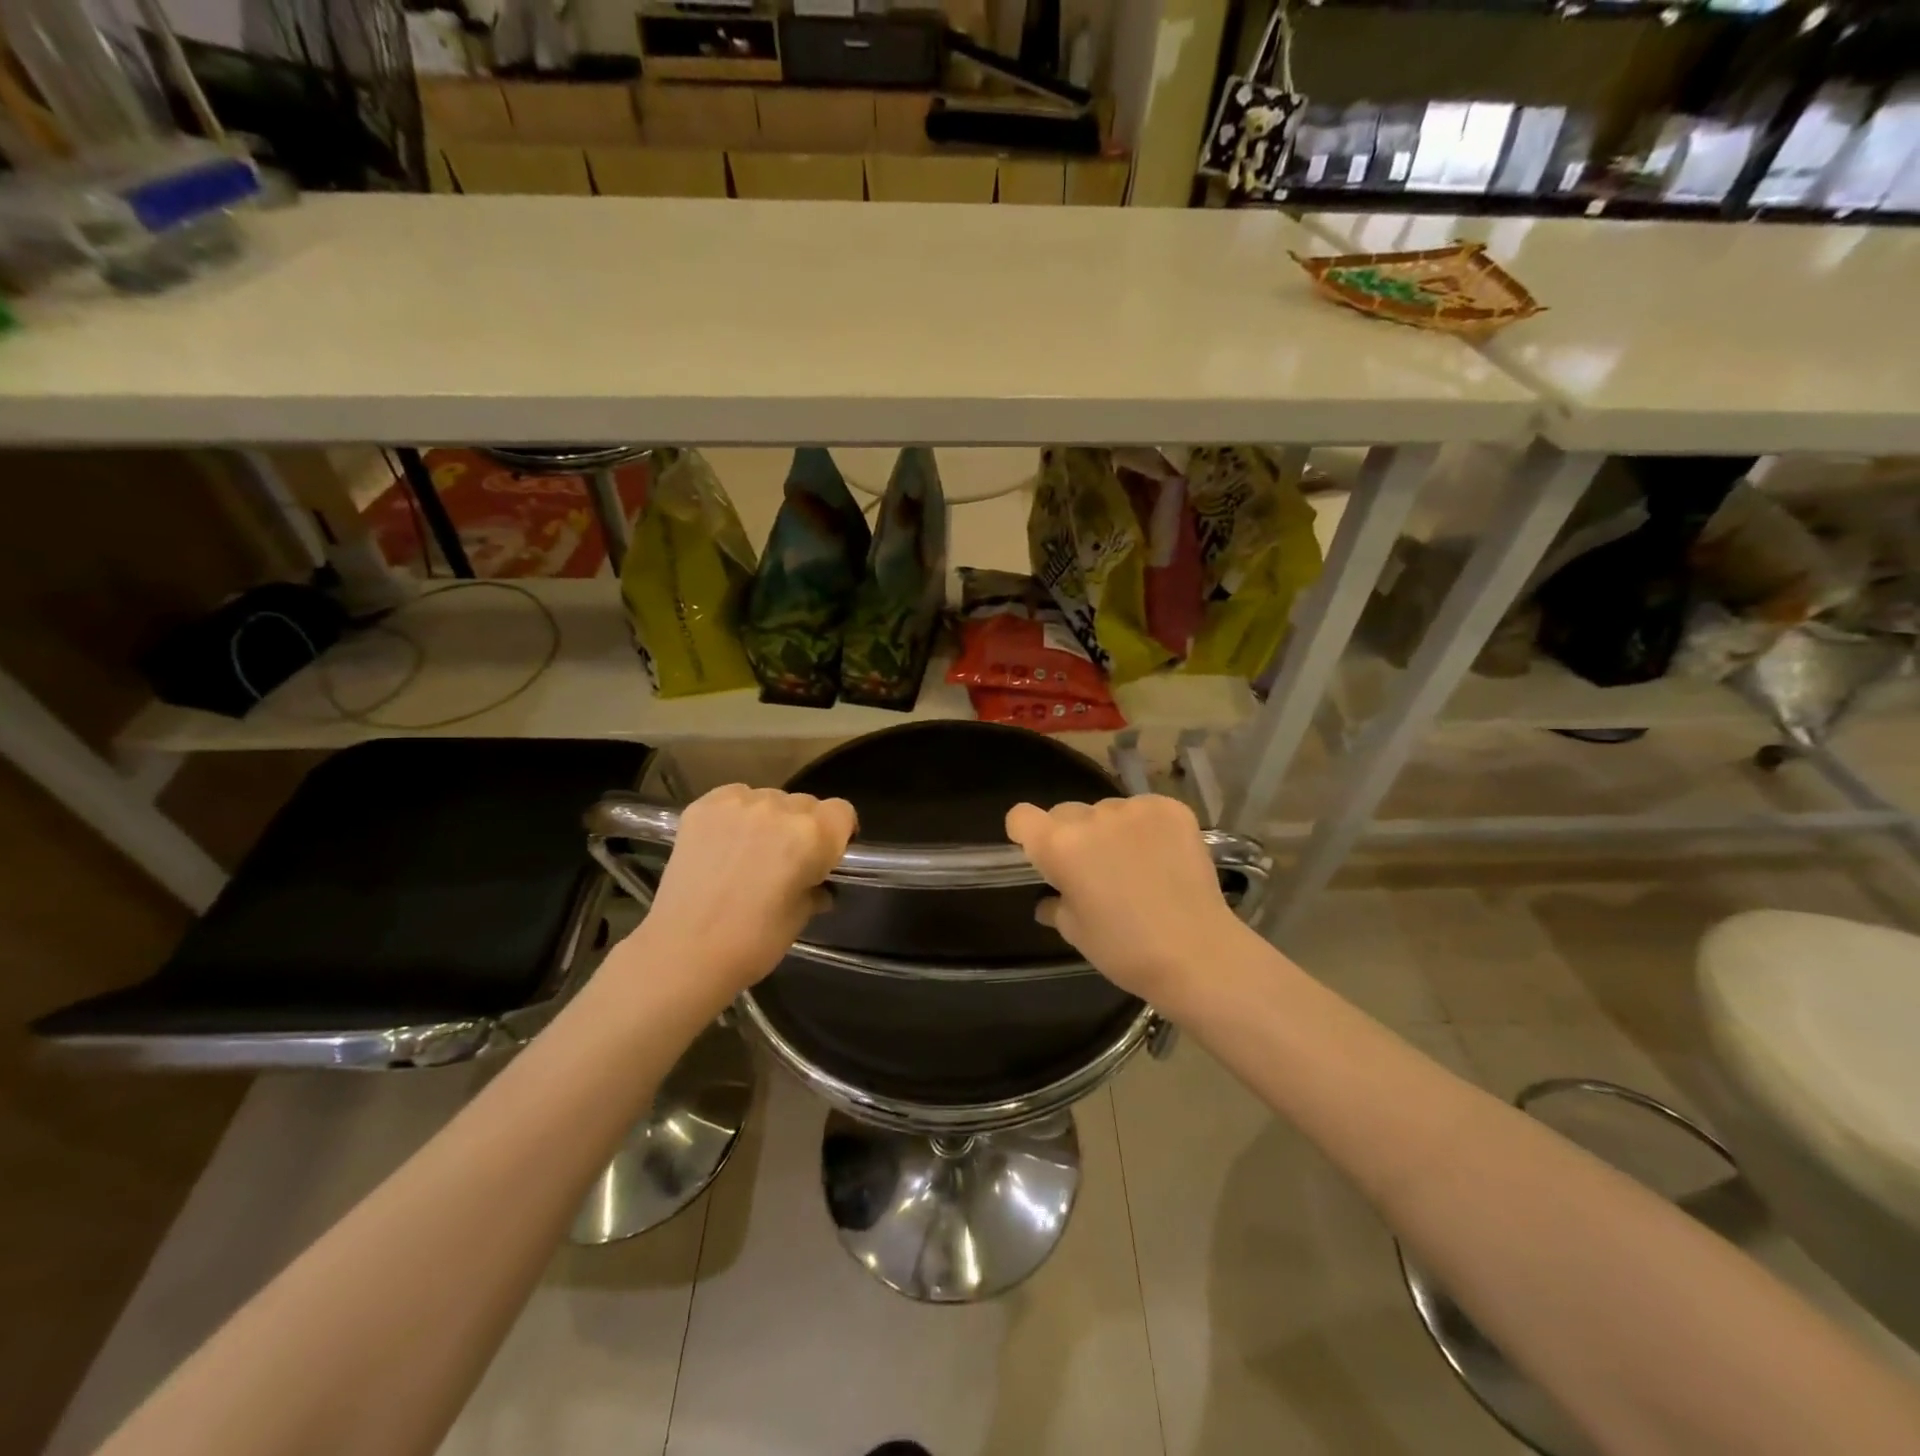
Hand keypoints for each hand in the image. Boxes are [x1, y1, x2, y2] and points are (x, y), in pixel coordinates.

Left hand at [632, 785, 855, 1003]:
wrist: (684, 952)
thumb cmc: (754, 942)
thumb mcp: (801, 917)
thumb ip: (815, 888)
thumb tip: (818, 885)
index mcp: (812, 835)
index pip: (841, 812)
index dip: (838, 833)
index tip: (827, 855)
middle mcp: (779, 808)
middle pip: (805, 804)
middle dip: (802, 827)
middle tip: (786, 860)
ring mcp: (739, 804)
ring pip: (769, 799)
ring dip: (769, 820)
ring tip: (749, 853)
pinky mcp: (704, 806)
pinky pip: (734, 798)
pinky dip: (736, 815)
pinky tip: (724, 844)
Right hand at [1005, 794, 1251, 1010]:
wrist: (1197, 954)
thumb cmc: (1124, 950)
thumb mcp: (1075, 931)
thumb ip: (1055, 904)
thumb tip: (1050, 898)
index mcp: (1059, 845)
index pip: (1021, 816)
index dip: (1026, 833)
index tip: (1040, 855)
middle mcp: (1092, 817)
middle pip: (1065, 813)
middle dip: (1071, 836)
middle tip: (1093, 870)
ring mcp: (1134, 808)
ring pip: (1106, 811)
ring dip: (1111, 831)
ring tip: (1135, 866)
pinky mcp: (1171, 808)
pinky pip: (1144, 810)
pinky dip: (1147, 827)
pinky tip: (1162, 857)